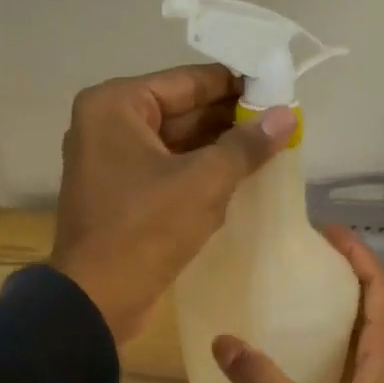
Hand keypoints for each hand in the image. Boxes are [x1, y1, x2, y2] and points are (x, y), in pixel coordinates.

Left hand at [50, 63, 295, 344]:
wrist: (96, 301)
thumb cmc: (144, 230)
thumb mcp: (203, 182)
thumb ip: (246, 145)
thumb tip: (287, 114)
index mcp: (115, 105)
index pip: (187, 82)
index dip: (236, 84)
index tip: (278, 88)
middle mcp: (106, 125)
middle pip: (181, 111)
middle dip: (229, 119)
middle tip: (281, 122)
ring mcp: (109, 162)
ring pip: (175, 144)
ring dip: (218, 149)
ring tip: (271, 148)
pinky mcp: (119, 195)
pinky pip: (166, 171)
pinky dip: (198, 173)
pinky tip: (239, 179)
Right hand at [211, 226, 383, 382]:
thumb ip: (265, 381)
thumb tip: (222, 341)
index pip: (379, 287)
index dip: (358, 254)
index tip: (324, 231)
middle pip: (372, 304)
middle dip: (343, 274)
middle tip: (299, 257)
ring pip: (361, 334)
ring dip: (335, 308)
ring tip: (292, 293)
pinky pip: (349, 361)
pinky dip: (327, 344)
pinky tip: (294, 351)